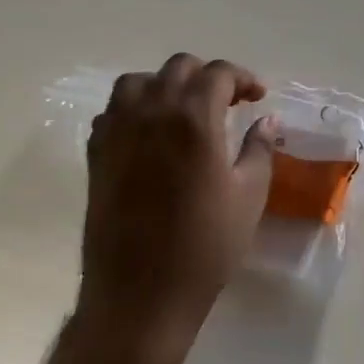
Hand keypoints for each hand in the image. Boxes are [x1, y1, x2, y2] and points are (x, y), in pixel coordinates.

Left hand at [76, 54, 277, 363]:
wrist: (141, 295)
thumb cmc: (205, 247)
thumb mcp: (249, 196)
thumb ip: (260, 150)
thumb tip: (267, 122)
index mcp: (193, 118)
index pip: (218, 73)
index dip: (242, 78)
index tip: (258, 98)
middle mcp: (151, 112)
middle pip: (177, 68)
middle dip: (207, 77)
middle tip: (228, 103)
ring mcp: (117, 132)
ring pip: (137, 82)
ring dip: (165, 86)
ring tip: (185, 111)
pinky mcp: (96, 155)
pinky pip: (112, 112)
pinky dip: (134, 109)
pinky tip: (151, 135)